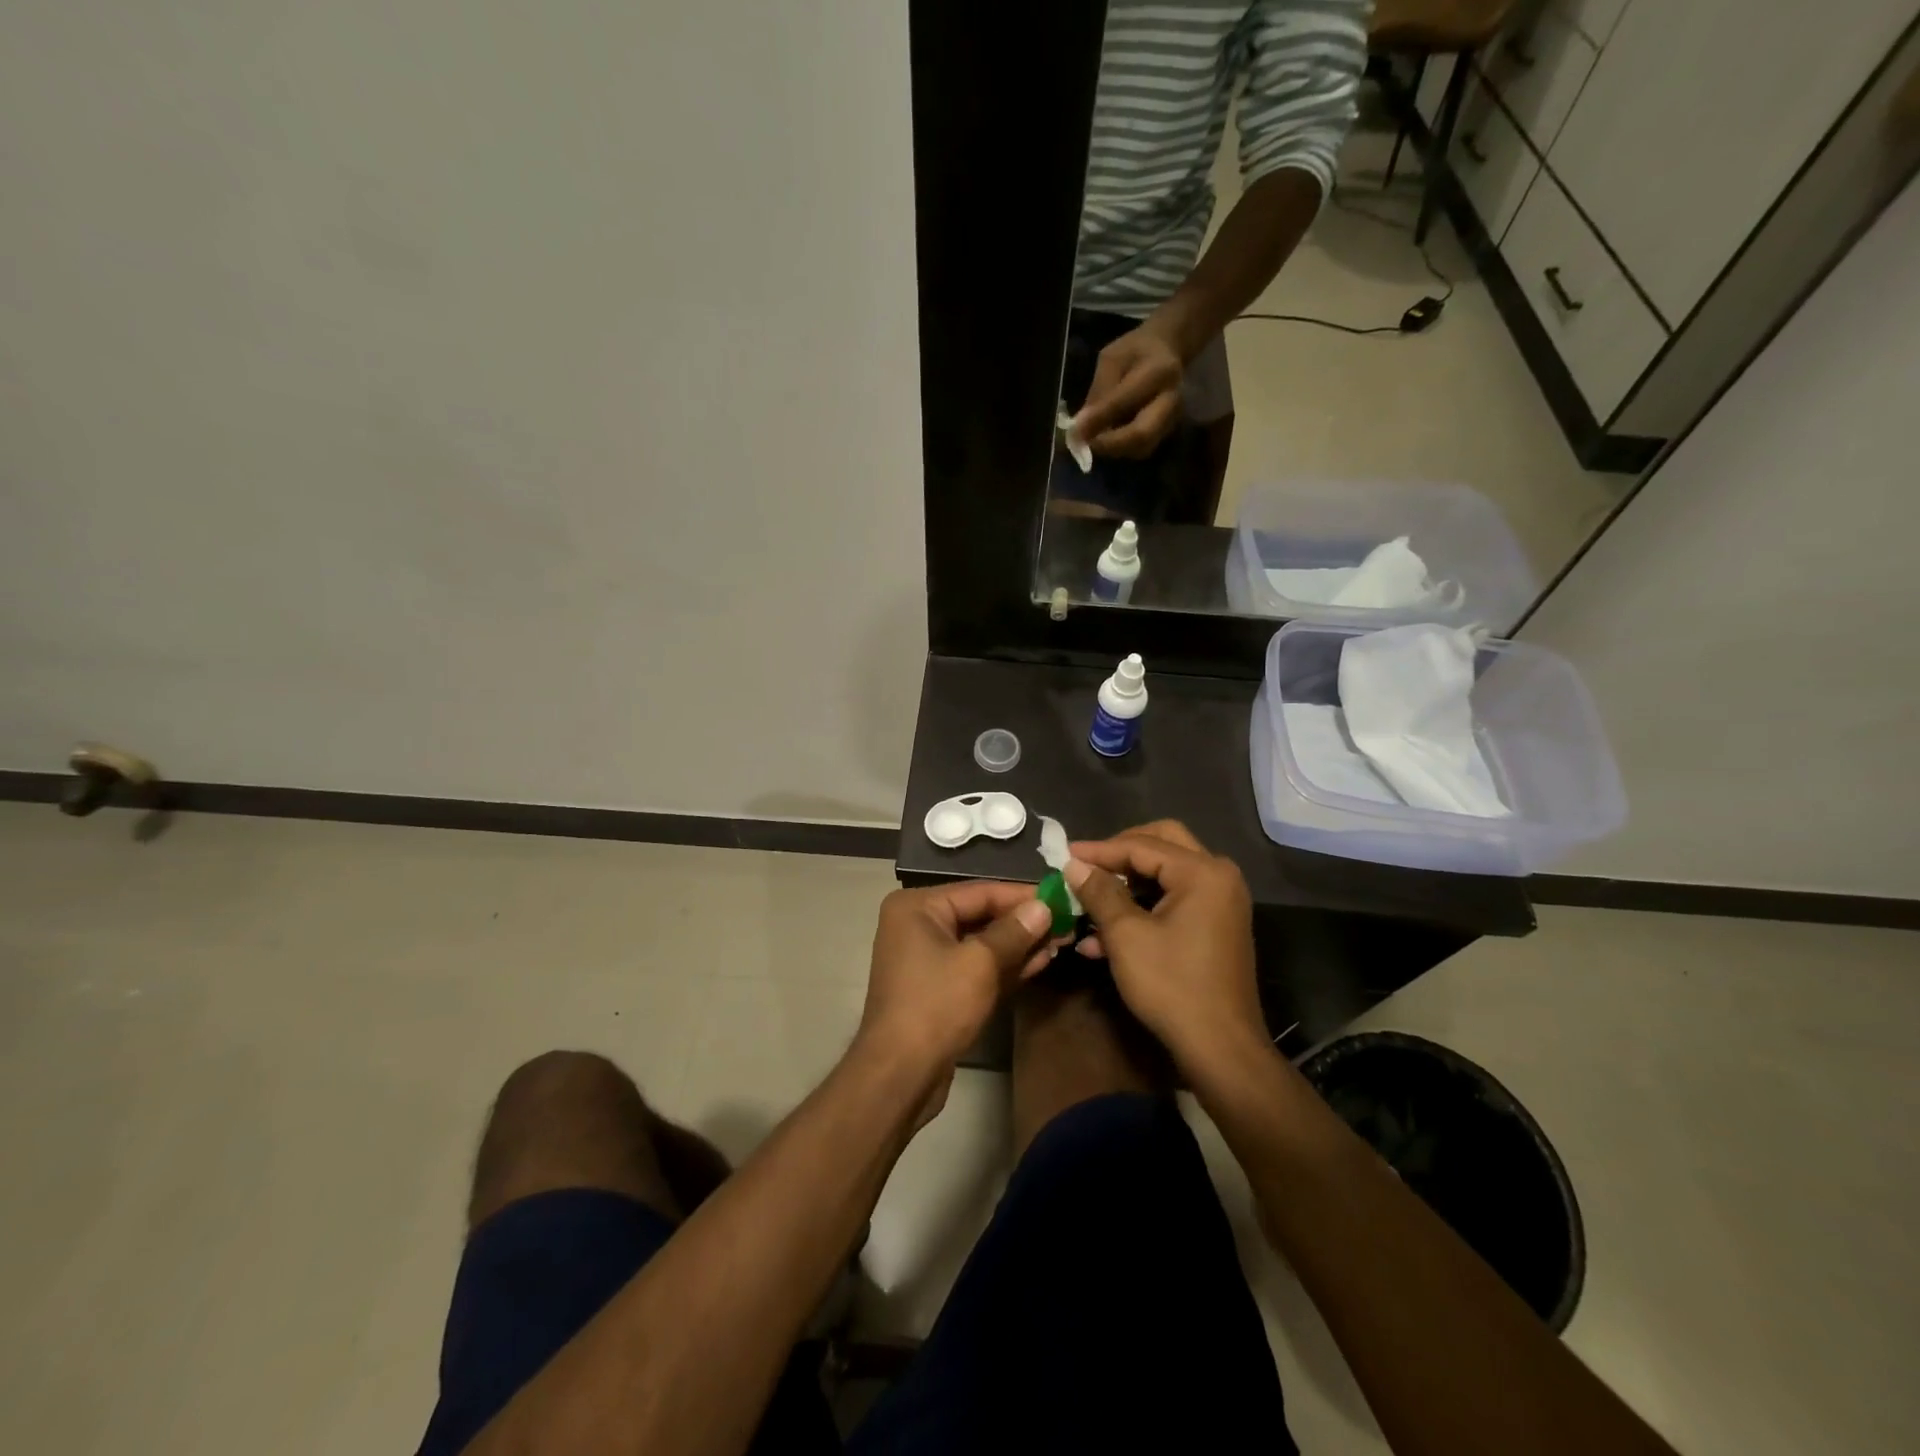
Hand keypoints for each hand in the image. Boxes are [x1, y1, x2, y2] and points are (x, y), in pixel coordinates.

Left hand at [857, 883, 1054, 1115]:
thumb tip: (1044, 907)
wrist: (899, 1075)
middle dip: (1024, 922)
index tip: (1061, 896)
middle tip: (1067, 921)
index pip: (980, 891)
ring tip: (1062, 941)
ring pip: (981, 943)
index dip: (1022, 895)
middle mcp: (918, 925)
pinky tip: (1041, 962)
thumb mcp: (980, 963)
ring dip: (1020, 944)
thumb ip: (1014, 931)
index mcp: (917, 907)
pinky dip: (1005, 966)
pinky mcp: (938, 988)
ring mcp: (927, 958)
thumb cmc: (936, 1006)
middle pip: (980, 915)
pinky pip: (976, 966)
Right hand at [1064, 821, 1264, 1067]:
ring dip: (1126, 886)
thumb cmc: (1172, 985)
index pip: (1142, 845)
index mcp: (1202, 872)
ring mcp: (1221, 902)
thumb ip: (1100, 892)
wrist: (1221, 1048)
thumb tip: (1074, 864)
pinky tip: (1102, 938)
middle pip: (1161, 844)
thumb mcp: (1126, 935)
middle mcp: (1218, 877)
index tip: (1064, 855)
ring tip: (1087, 904)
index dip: (1099, 850)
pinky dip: (1141, 909)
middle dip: (1119, 855)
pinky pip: (1173, 901)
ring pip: (1165, 874)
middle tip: (1086, 866)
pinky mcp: (1215, 926)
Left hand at [1072, 320, 1184, 457]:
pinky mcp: (1168, 432)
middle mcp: (1172, 399)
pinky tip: (1107, 440)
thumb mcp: (1112, 359)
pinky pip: (1142, 449)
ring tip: (1094, 441)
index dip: (1098, 419)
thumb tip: (1081, 427)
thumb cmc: (1135, 352)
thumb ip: (1099, 391)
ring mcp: (1173, 419)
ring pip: (1141, 448)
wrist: (1168, 351)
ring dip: (1114, 450)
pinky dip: (1121, 450)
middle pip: (1142, 435)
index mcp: (1159, 371)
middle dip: (1110, 445)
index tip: (1075, 430)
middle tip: (1086, 444)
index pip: (1125, 401)